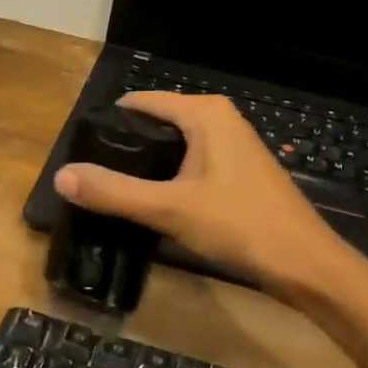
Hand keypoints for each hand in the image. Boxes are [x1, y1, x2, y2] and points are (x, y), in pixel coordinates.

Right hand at [53, 92, 350, 293]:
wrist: (305, 264)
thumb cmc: (240, 225)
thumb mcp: (169, 209)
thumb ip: (114, 192)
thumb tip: (61, 176)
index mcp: (204, 114)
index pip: (141, 102)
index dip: (109, 124)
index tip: (81, 153)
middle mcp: (220, 119)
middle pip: (156, 123)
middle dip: (126, 148)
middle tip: (93, 178)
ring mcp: (233, 145)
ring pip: (174, 146)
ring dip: (147, 166)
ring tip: (116, 192)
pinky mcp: (239, 171)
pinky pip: (191, 163)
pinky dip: (169, 177)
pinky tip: (155, 203)